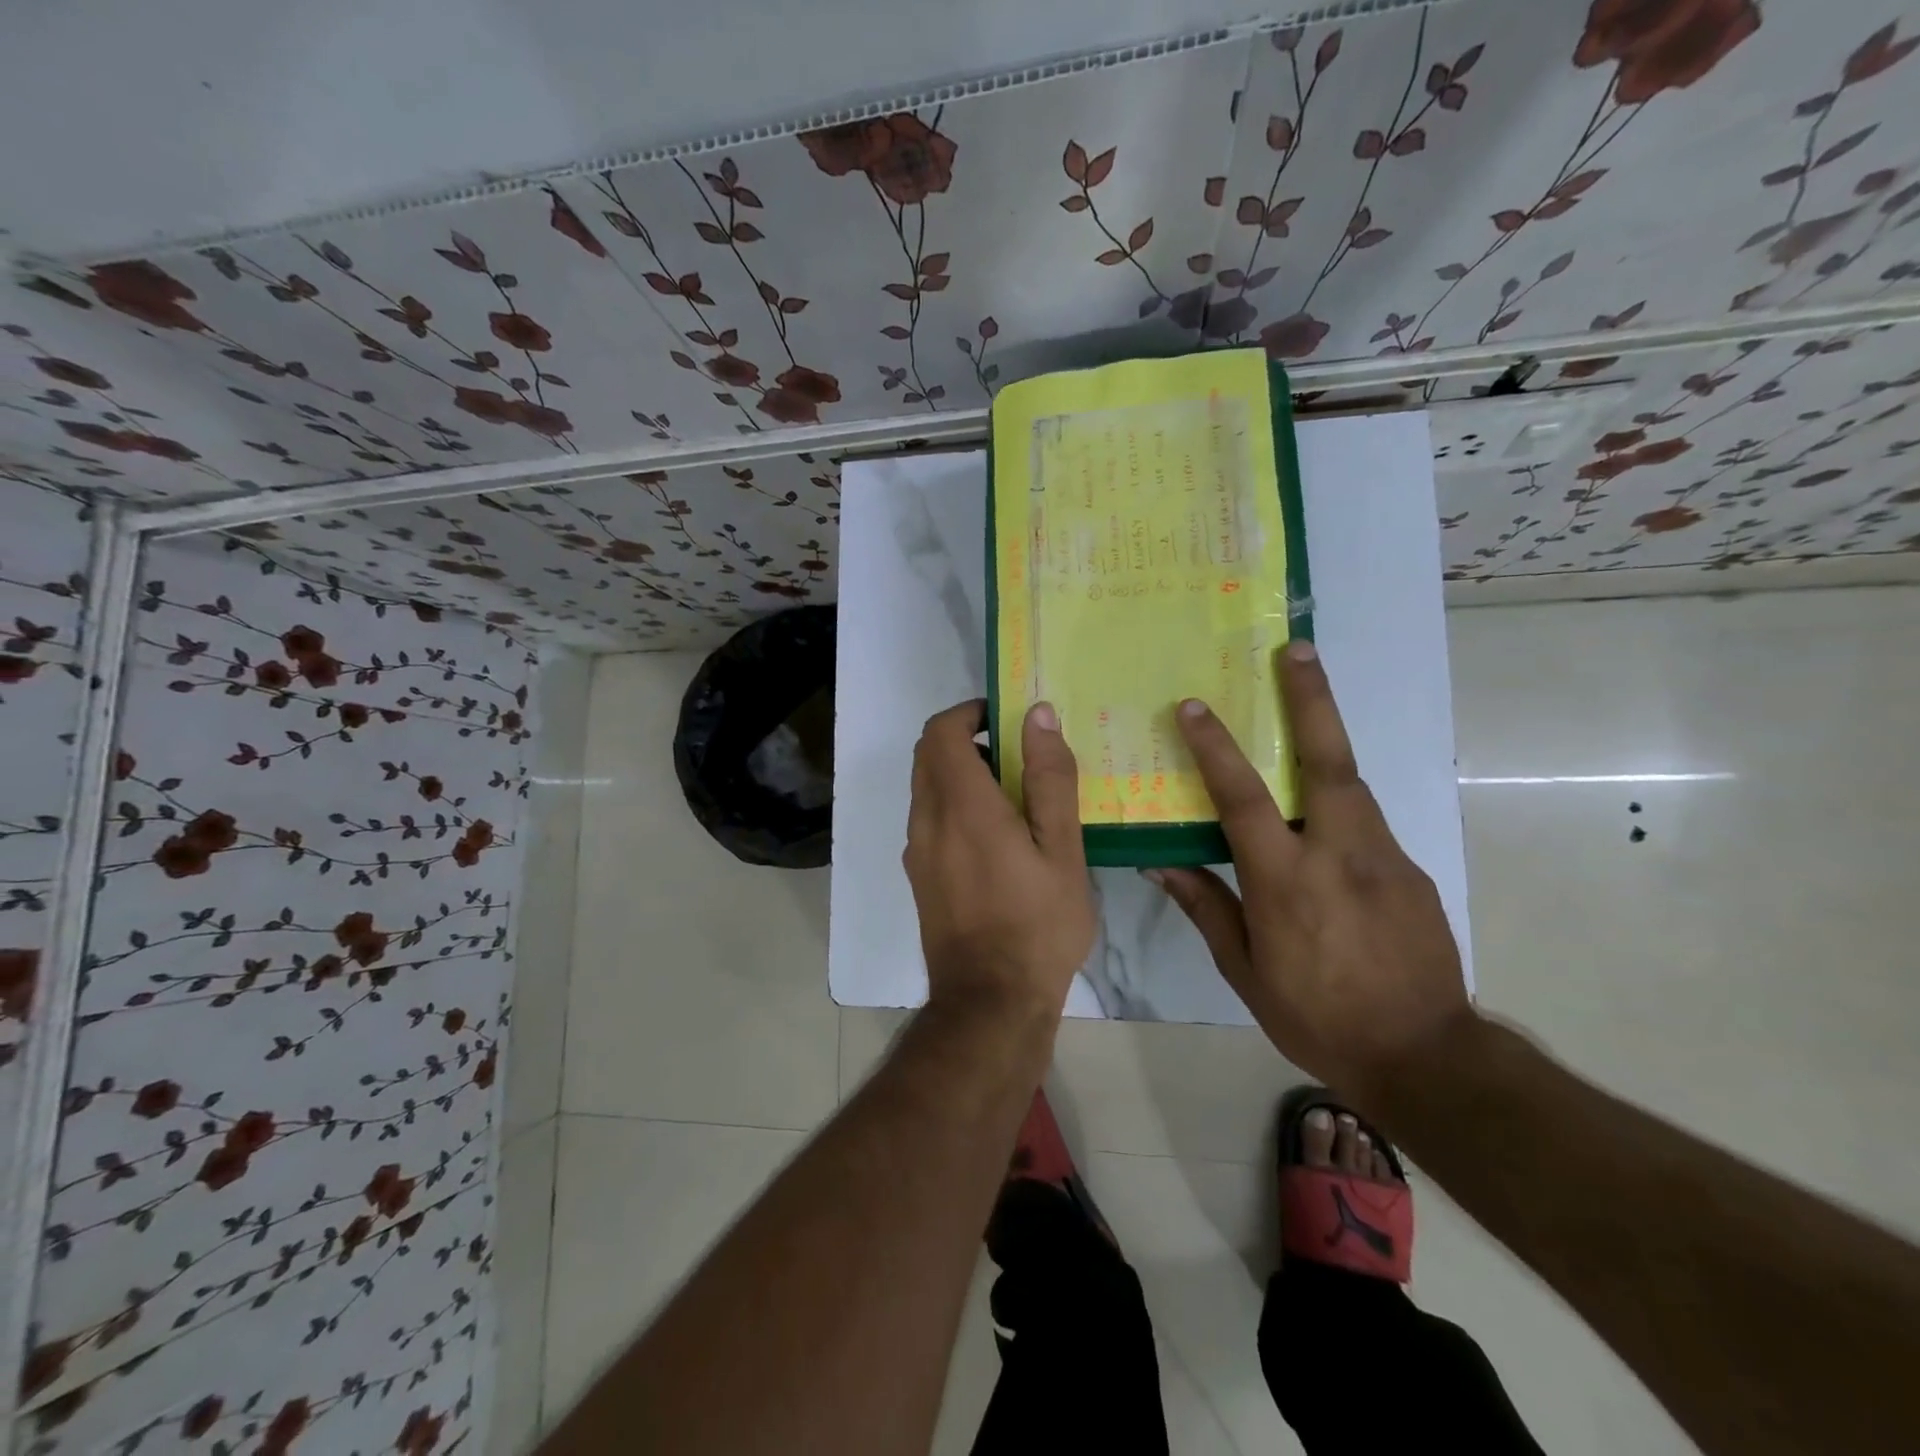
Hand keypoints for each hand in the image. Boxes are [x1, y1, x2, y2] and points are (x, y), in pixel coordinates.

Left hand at [904, 699, 1095, 1019]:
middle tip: (1015, 754)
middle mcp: (926, 820)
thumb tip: (1038, 716)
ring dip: (959, 774)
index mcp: (961, 806)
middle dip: (965, 739)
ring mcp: (916, 851)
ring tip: (1013, 796)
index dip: (968, 712)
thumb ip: (1049, 779)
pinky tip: (996, 838)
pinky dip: (953, 805)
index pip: (941, 731)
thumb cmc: (1037, 925)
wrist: (990, 1002)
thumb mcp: (1061, 851)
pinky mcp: (918, 876)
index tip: (1004, 718)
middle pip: (928, 755)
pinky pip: (928, 820)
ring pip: (926, 788)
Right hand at [1152, 642, 1470, 1104]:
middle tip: (1298, 649)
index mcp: (1286, 880)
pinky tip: (1324, 823)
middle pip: (1327, 761)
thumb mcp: (1245, 972)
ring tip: (1304, 708)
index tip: (1196, 706)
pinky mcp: (1411, 871)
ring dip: (1325, 739)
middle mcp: (1338, 854)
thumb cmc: (1316, 1016)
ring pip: (1351, 783)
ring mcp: (1384, 858)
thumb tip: (1160, 863)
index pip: (1244, 798)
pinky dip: (1340, 803)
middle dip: (1312, 699)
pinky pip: (1367, 821)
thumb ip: (1206, 907)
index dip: (1216, 748)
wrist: (1425, 1056)